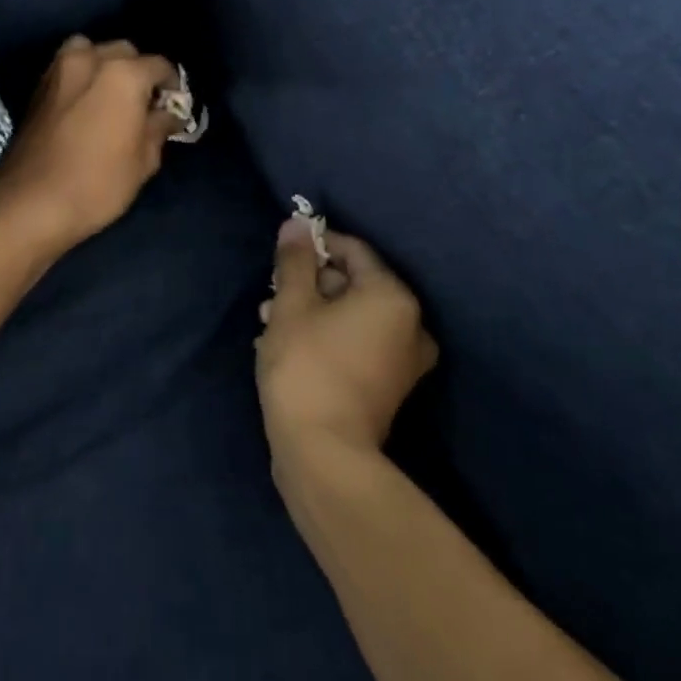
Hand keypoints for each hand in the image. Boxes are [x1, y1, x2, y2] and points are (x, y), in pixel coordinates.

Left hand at [0, 36, 180, 253]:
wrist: (31, 202)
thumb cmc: (98, 183)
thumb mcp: (144, 161)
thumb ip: (159, 128)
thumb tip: (168, 114)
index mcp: (124, 74)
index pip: (159, 65)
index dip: (172, 84)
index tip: (172, 106)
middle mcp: (91, 59)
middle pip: (124, 51)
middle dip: (137, 71)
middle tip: (142, 103)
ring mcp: (60, 69)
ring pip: (90, 50)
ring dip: (104, 65)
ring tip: (110, 96)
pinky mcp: (38, 85)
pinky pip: (68, 66)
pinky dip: (81, 75)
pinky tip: (85, 103)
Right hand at [256, 219, 438, 462]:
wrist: (324, 456)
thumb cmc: (306, 367)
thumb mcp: (292, 304)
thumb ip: (295, 260)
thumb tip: (296, 224)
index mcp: (393, 297)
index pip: (353, 250)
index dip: (315, 246)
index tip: (283, 255)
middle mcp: (411, 324)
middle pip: (354, 284)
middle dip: (310, 284)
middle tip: (271, 295)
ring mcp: (404, 361)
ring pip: (353, 316)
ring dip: (313, 312)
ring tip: (270, 322)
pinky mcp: (390, 387)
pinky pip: (358, 344)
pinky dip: (328, 337)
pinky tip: (289, 346)